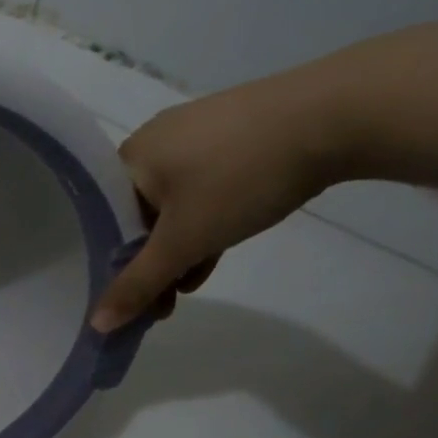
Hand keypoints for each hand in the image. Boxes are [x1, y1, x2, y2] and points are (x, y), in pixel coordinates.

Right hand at [91, 72, 348, 330]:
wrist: (340, 113)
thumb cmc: (240, 177)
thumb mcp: (183, 241)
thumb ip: (138, 285)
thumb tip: (97, 325)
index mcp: (129, 157)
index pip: (101, 220)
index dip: (109, 265)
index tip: (126, 299)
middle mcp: (155, 140)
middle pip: (136, 216)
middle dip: (148, 263)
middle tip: (160, 303)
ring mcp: (199, 133)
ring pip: (171, 207)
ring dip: (177, 251)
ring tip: (187, 289)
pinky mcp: (237, 134)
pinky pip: (203, 190)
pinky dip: (204, 224)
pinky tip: (215, 253)